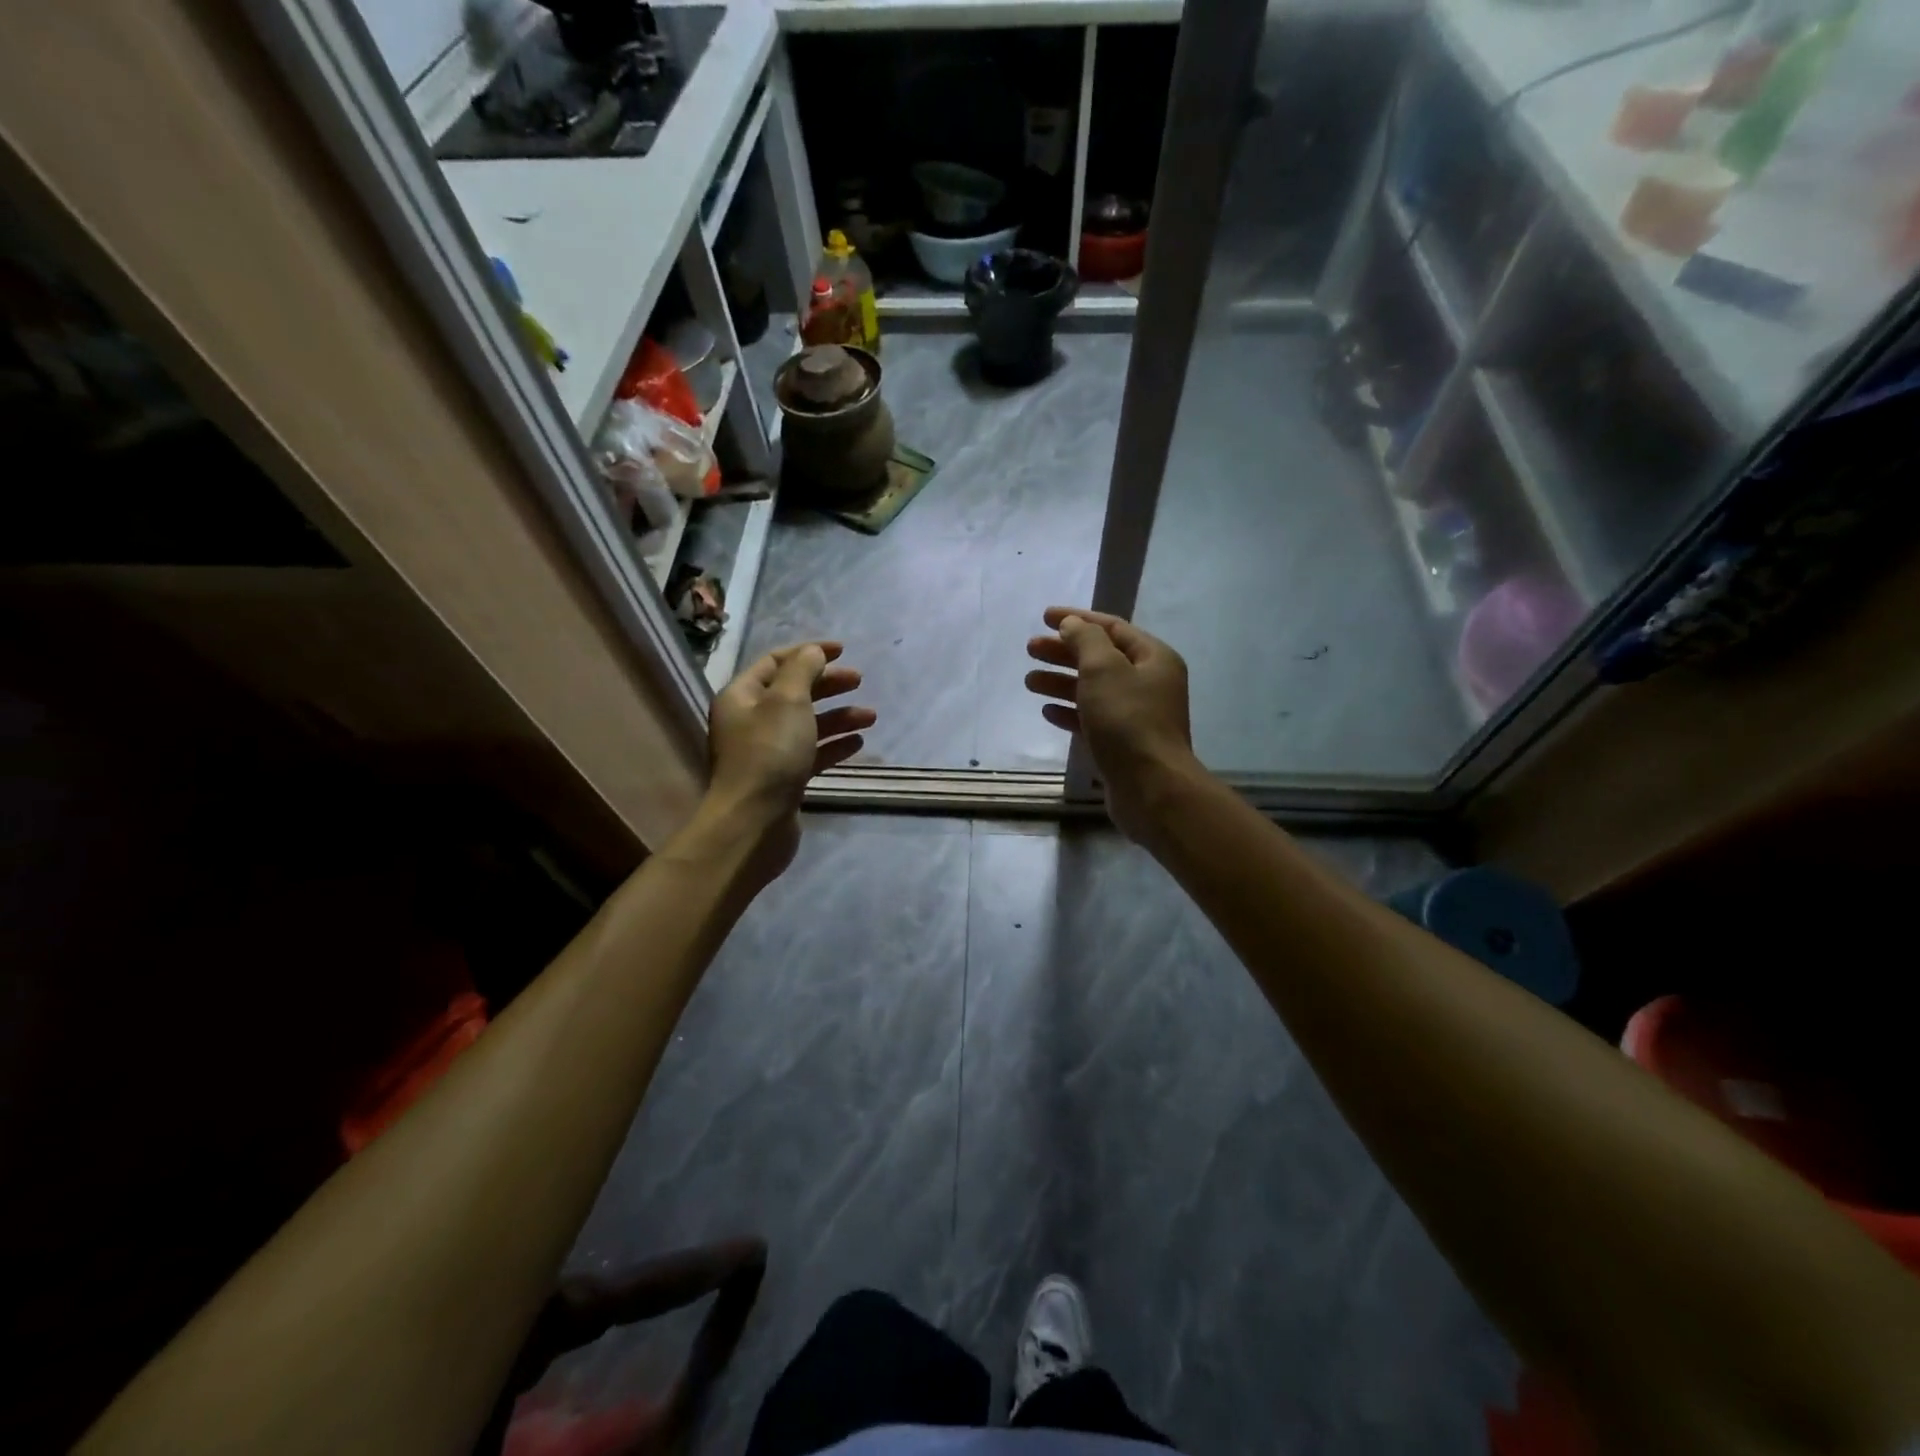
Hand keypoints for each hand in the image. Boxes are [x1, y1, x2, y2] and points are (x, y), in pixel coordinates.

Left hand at [704, 642, 873, 879]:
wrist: (754, 823)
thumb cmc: (769, 754)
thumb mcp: (788, 701)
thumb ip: (803, 670)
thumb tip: (813, 652)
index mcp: (742, 696)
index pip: (776, 662)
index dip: (809, 652)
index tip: (843, 650)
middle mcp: (750, 721)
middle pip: (793, 692)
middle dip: (827, 684)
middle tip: (859, 681)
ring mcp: (766, 752)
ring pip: (806, 724)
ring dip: (838, 716)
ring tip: (870, 717)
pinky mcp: (782, 779)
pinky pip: (811, 753)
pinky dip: (833, 745)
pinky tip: (857, 744)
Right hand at [1026, 606, 1196, 841]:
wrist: (1151, 787)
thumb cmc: (1127, 721)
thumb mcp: (1103, 669)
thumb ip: (1085, 640)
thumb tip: (1072, 624)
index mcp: (1153, 658)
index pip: (1111, 627)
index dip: (1077, 619)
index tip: (1044, 617)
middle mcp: (1148, 683)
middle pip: (1100, 658)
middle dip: (1064, 651)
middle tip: (1030, 649)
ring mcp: (1136, 715)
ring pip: (1093, 689)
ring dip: (1061, 682)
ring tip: (1029, 681)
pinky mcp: (1123, 744)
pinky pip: (1093, 719)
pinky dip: (1070, 712)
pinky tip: (1047, 712)